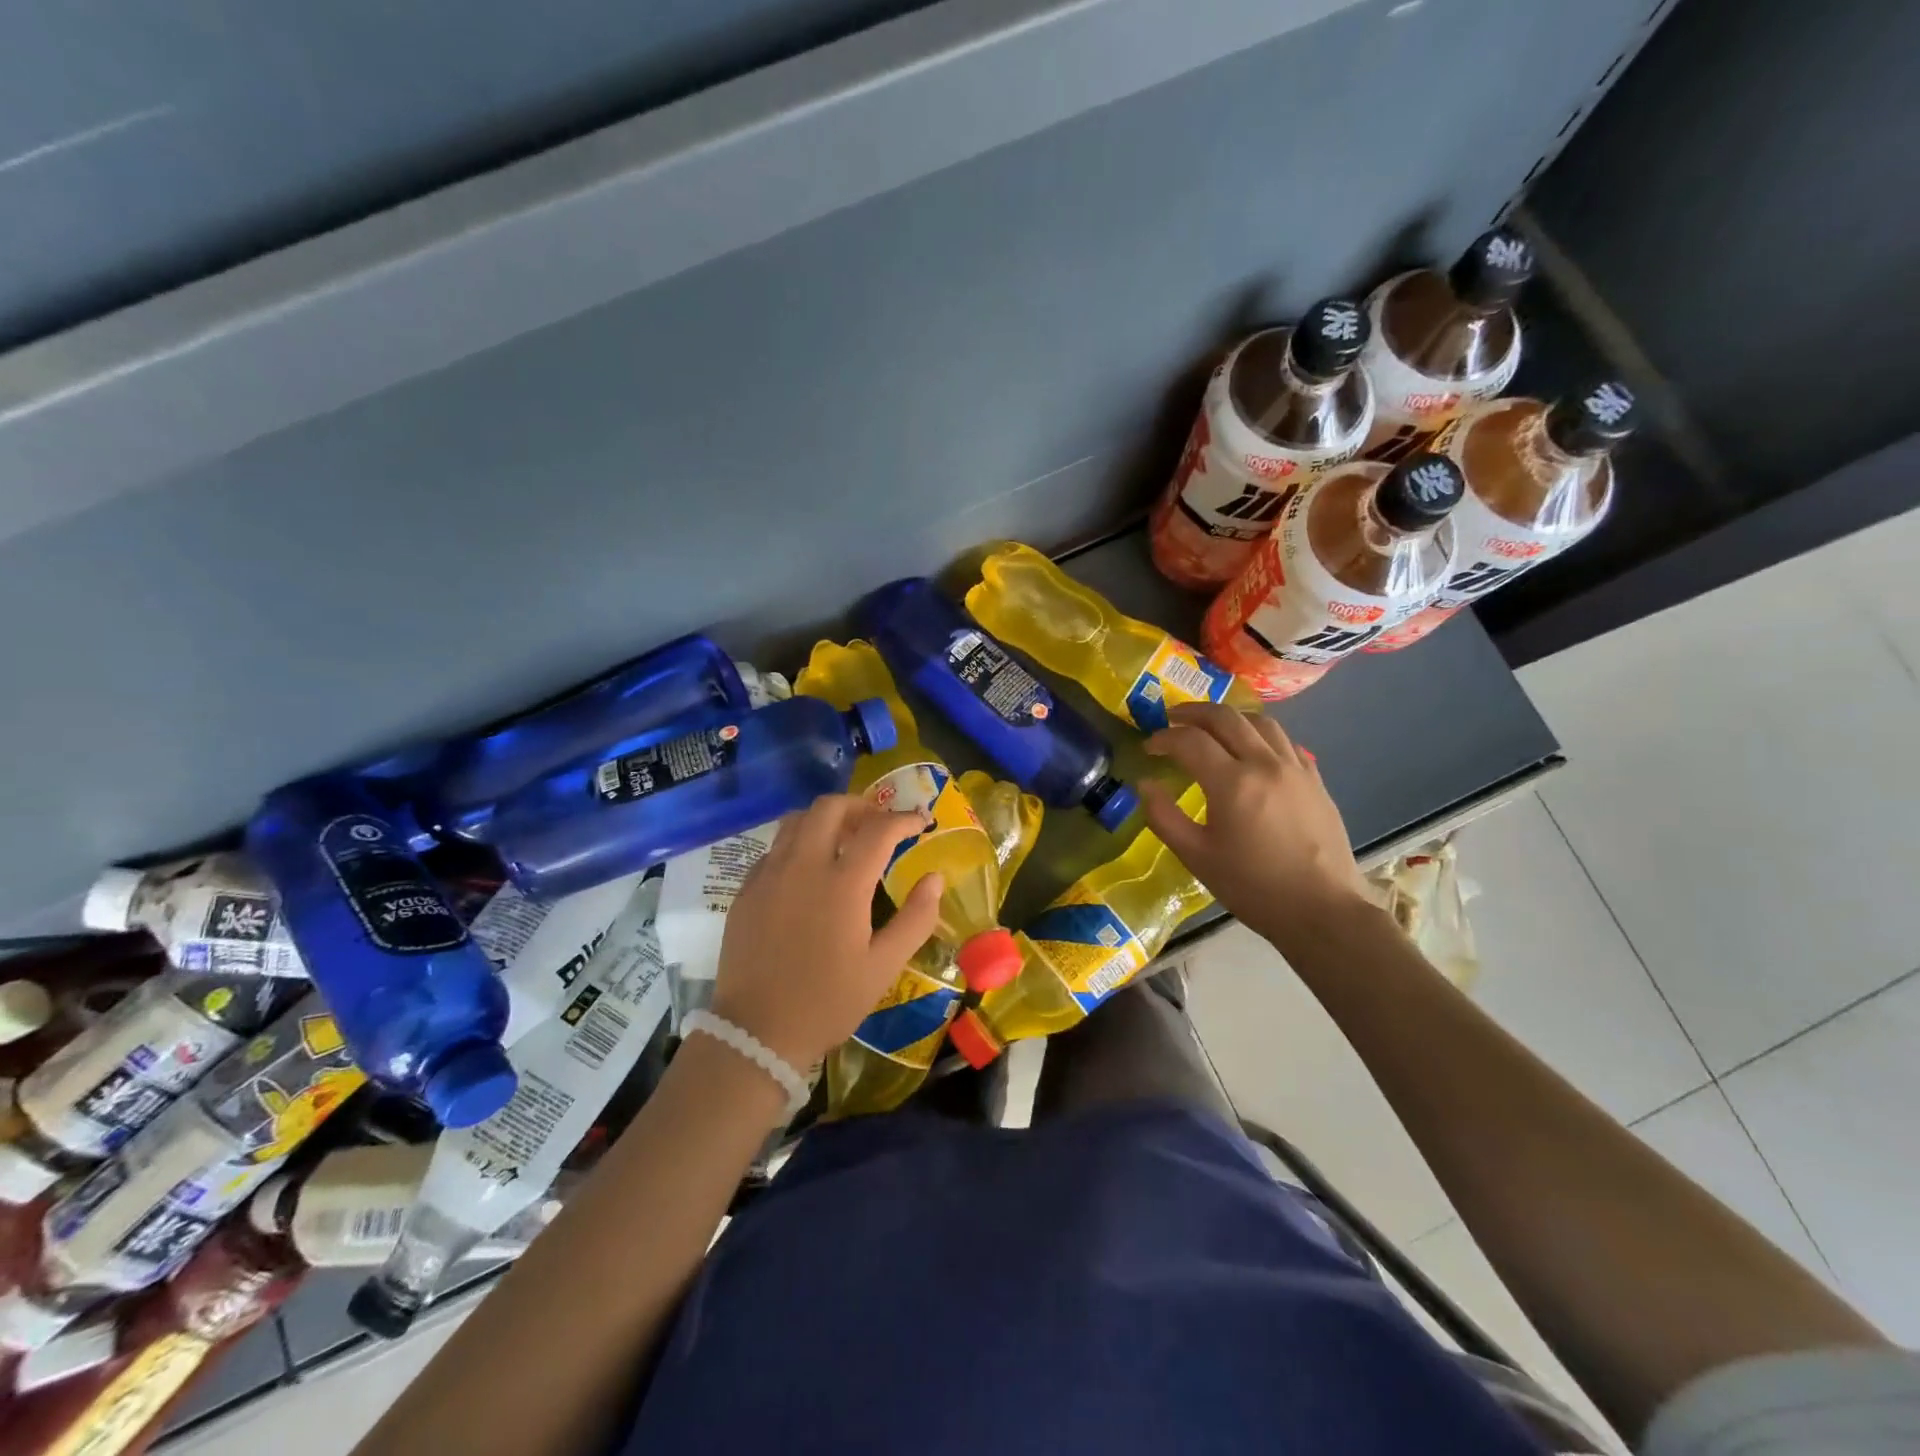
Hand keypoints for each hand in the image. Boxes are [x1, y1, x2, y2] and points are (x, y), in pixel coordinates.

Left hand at [711, 796, 942, 1070]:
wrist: (756, 1034)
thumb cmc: (828, 1002)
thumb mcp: (883, 967)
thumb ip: (915, 918)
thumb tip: (934, 878)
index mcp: (842, 884)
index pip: (879, 830)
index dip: (904, 819)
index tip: (921, 822)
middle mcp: (803, 866)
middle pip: (830, 807)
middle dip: (860, 805)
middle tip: (878, 823)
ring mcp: (768, 875)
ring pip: (796, 820)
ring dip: (825, 818)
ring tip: (843, 837)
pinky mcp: (746, 890)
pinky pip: (774, 849)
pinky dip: (797, 844)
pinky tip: (807, 871)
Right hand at [1139, 703, 1369, 953]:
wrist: (1322, 910)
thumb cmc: (1253, 887)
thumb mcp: (1196, 857)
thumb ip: (1163, 817)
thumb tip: (1145, 786)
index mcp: (1232, 783)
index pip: (1190, 741)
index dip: (1163, 738)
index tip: (1148, 748)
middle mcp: (1265, 764)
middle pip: (1226, 717)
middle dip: (1193, 713)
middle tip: (1172, 719)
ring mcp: (1296, 768)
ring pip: (1260, 722)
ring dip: (1229, 718)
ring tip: (1211, 727)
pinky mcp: (1315, 780)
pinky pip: (1285, 742)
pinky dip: (1260, 735)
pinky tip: (1252, 750)